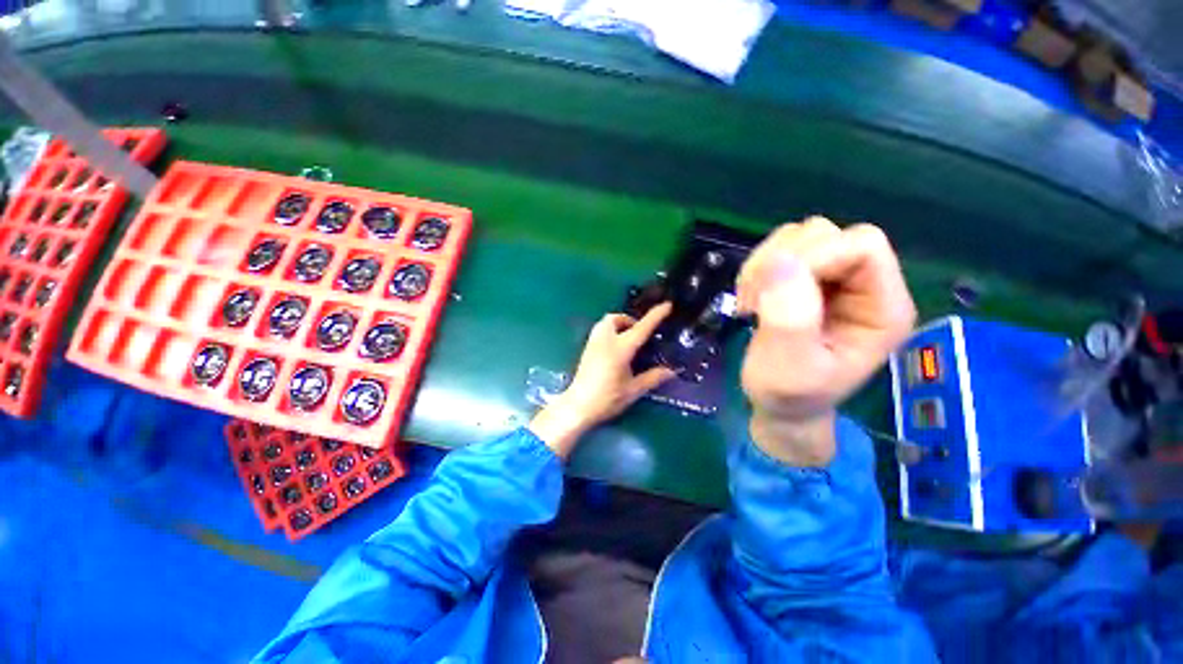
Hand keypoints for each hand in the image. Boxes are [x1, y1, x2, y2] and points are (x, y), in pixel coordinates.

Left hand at [530, 303, 676, 457]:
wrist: (577, 407)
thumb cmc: (607, 398)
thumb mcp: (633, 390)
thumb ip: (653, 377)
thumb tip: (672, 371)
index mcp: (620, 348)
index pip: (641, 328)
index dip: (656, 315)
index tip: (667, 305)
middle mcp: (605, 340)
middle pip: (616, 318)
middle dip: (629, 320)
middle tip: (640, 334)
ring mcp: (593, 343)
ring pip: (605, 323)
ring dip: (618, 325)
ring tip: (628, 340)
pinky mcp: (586, 350)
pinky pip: (599, 331)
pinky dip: (610, 332)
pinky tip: (615, 349)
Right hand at [737, 217, 915, 465]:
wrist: (780, 404)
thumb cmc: (789, 395)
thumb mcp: (789, 368)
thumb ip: (790, 319)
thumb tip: (780, 262)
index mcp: (882, 308)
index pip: (862, 246)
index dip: (813, 258)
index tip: (770, 295)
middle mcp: (866, 285)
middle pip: (828, 234)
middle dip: (781, 263)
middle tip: (754, 304)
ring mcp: (835, 278)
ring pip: (800, 236)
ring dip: (764, 264)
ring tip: (750, 302)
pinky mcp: (807, 278)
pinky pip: (781, 248)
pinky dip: (757, 267)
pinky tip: (750, 296)